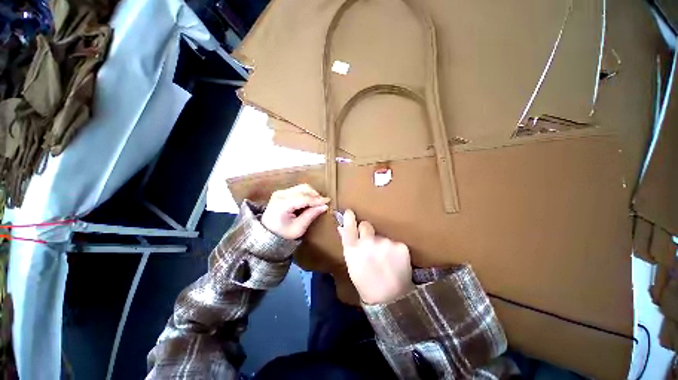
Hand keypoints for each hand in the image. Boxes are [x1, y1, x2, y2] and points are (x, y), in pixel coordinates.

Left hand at [262, 184, 329, 239]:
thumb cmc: (283, 233)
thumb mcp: (298, 228)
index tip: (328, 201)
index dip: (317, 200)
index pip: (303, 198)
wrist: (267, 233)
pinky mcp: (281, 193)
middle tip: (323, 203)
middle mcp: (280, 195)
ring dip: (310, 194)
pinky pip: (297, 190)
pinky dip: (305, 194)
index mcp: (282, 204)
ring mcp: (280, 192)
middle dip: (315, 195)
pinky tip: (309, 203)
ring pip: (300, 187)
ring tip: (317, 204)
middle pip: (302, 189)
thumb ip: (311, 215)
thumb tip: (324, 206)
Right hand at [338, 209, 414, 304]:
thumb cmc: (367, 287)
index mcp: (353, 251)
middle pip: (366, 226)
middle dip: (367, 231)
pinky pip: (396, 243)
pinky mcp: (401, 246)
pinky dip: (395, 250)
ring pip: (383, 237)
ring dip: (383, 244)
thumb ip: (350, 247)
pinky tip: (396, 263)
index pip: (349, 228)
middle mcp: (368, 243)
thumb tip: (342, 229)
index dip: (350, 219)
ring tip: (386, 261)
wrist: (390, 298)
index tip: (350, 212)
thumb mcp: (353, 268)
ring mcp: (386, 243)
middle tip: (371, 244)